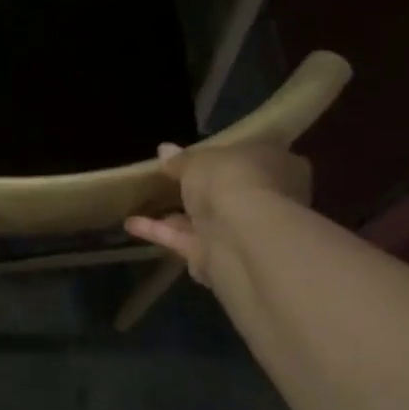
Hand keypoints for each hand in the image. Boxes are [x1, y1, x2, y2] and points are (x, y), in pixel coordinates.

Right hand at [124, 143, 312, 284]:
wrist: (241, 237)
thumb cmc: (232, 180)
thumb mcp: (200, 159)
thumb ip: (182, 159)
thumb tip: (165, 150)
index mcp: (277, 166)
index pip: (252, 157)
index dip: (224, 156)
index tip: (197, 155)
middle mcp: (266, 200)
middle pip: (228, 192)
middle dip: (200, 189)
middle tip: (167, 178)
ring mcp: (242, 233)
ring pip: (204, 220)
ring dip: (175, 214)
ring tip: (142, 201)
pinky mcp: (218, 259)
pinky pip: (185, 240)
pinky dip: (159, 232)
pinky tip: (131, 224)